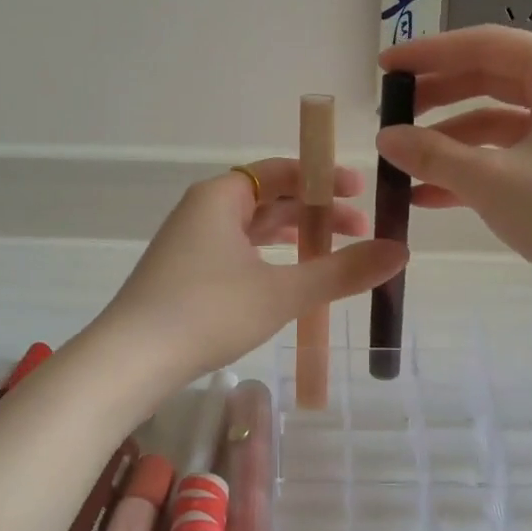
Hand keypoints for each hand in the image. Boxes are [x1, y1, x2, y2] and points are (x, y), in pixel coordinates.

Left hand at [94, 158, 407, 387]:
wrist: (131, 360)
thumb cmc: (207, 311)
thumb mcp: (282, 292)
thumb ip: (341, 272)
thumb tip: (401, 252)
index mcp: (222, 196)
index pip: (281, 170)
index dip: (324, 178)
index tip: (361, 191)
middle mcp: (203, 210)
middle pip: (269, 199)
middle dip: (316, 213)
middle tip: (359, 232)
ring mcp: (190, 243)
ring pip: (253, 229)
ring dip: (294, 238)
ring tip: (333, 256)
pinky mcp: (184, 274)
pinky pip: (238, 252)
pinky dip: (270, 259)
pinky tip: (289, 281)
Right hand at [374, 26, 531, 323]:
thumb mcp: (491, 180)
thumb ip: (432, 155)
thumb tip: (385, 139)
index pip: (483, 45)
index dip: (427, 55)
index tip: (384, 68)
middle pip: (489, 78)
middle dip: (436, 98)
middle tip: (390, 115)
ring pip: (497, 121)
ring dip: (450, 141)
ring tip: (403, 163)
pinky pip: (511, 153)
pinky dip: (474, 168)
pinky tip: (429, 196)